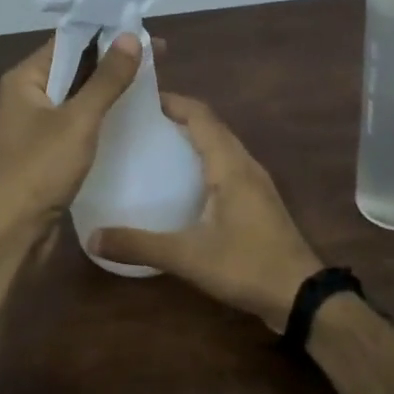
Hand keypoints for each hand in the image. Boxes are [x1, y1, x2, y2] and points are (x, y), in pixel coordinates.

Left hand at [0, 32, 144, 236]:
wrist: (14, 230)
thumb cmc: (41, 169)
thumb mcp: (79, 120)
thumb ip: (106, 78)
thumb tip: (130, 36)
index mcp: (25, 78)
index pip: (68, 41)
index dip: (106, 32)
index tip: (143, 30)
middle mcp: (27, 94)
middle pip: (74, 66)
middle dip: (113, 59)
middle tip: (157, 56)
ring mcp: (36, 122)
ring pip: (78, 94)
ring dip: (109, 86)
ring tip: (151, 80)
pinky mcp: (47, 148)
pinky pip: (78, 119)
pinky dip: (101, 112)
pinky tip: (129, 115)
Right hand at [89, 94, 322, 332]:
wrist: (301, 295)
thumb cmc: (246, 265)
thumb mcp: (187, 256)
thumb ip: (140, 245)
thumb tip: (92, 237)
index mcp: (230, 166)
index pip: (201, 116)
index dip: (173, 101)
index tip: (140, 98)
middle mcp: (245, 165)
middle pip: (212, 126)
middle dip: (178, 117)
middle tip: (139, 123)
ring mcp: (256, 183)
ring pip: (222, 146)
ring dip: (193, 138)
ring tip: (157, 146)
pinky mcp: (259, 202)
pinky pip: (228, 166)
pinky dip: (204, 160)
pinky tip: (184, 183)